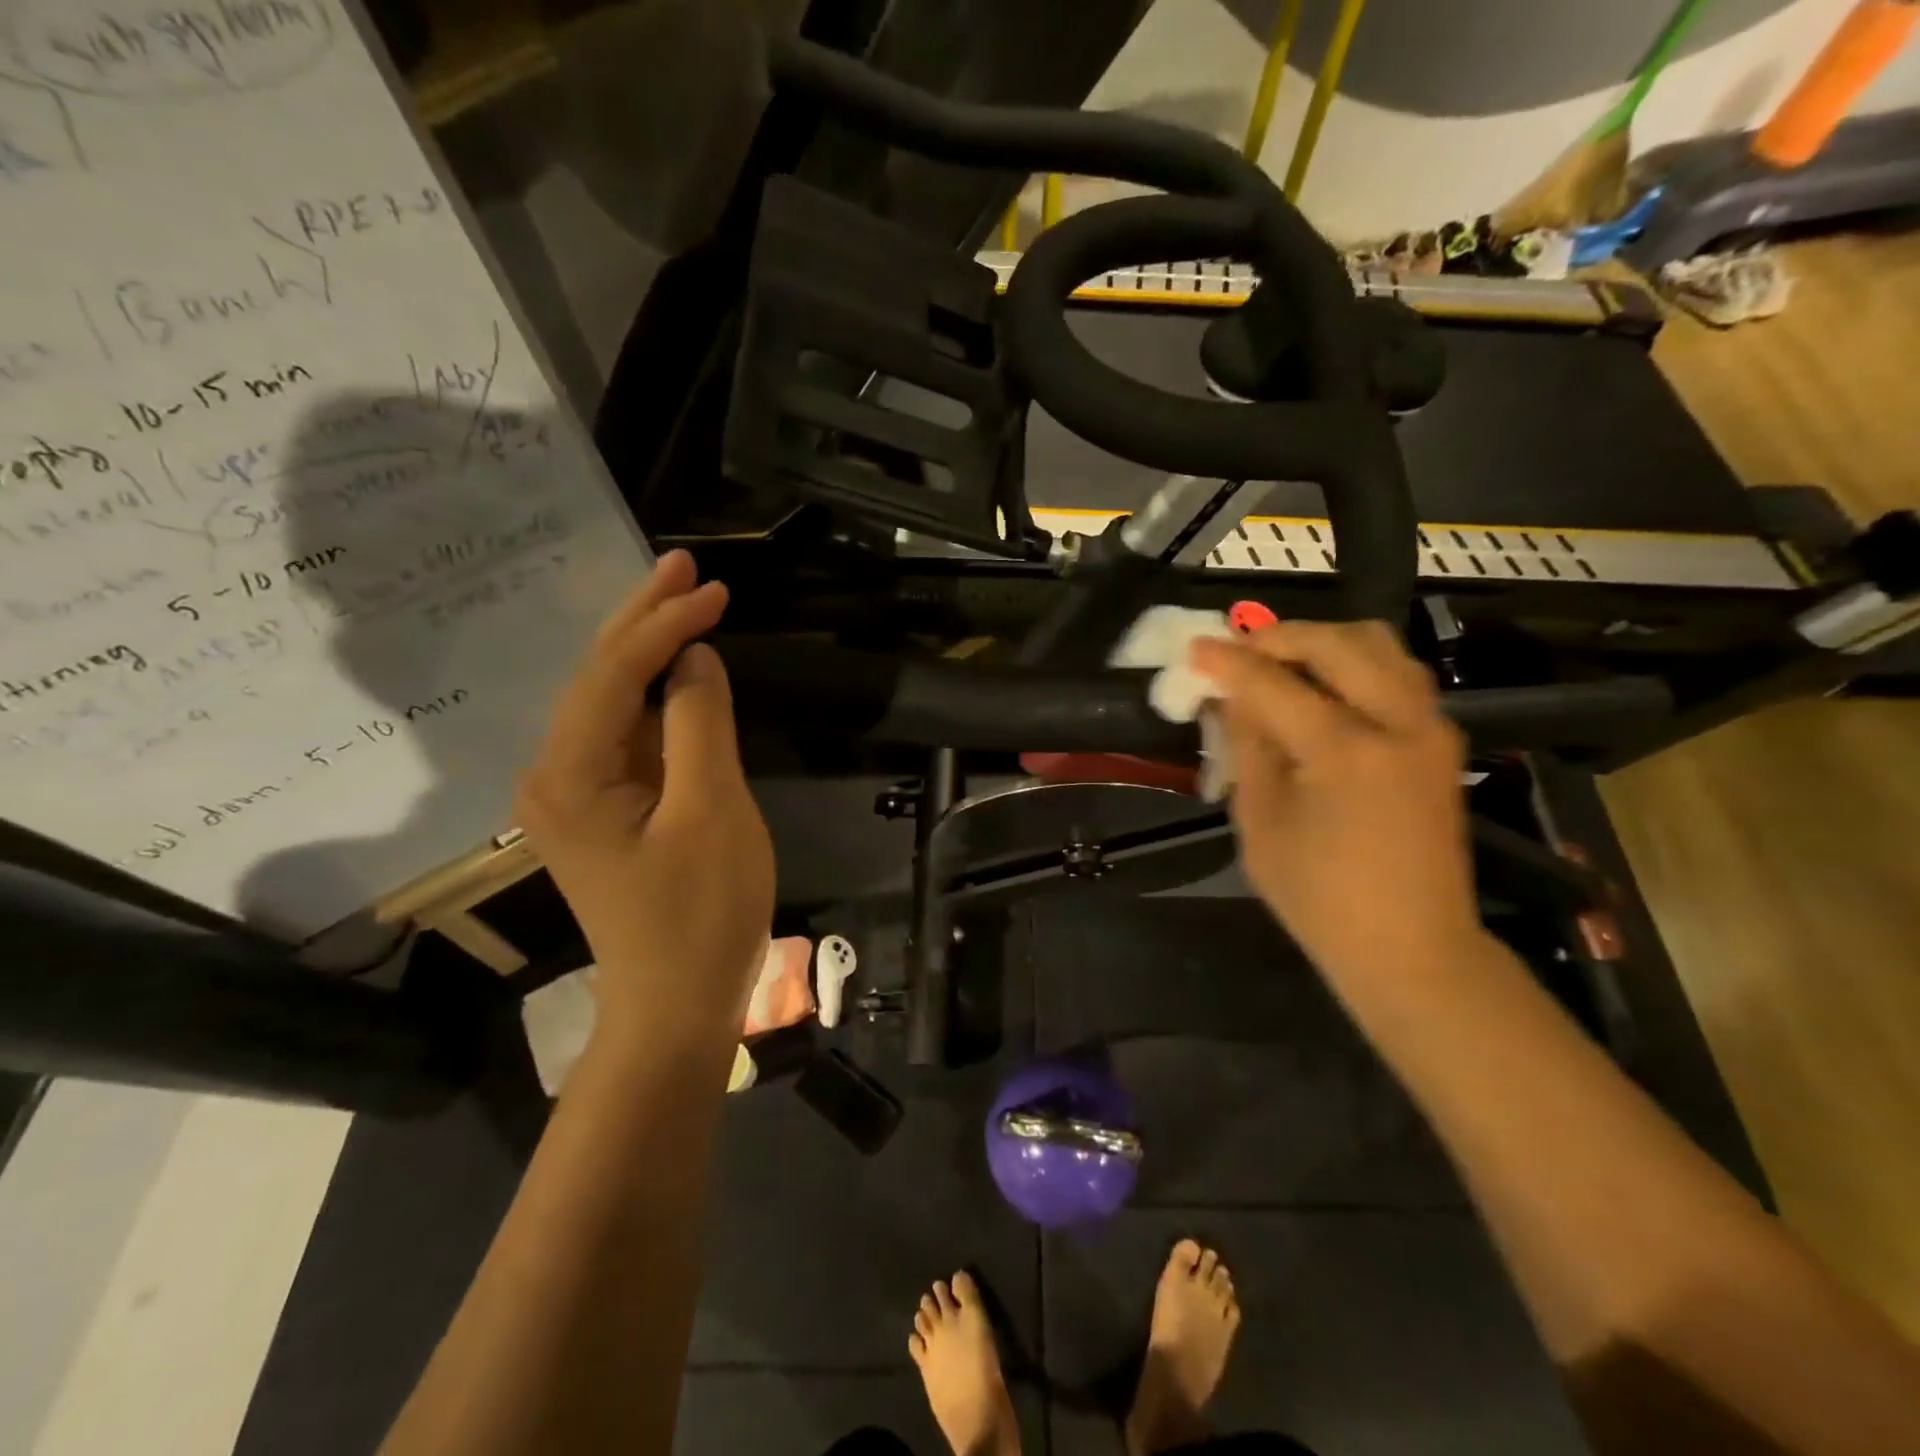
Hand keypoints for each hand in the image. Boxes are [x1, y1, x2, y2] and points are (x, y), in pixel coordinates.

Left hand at [516, 551, 773, 1042]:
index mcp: (569, 774)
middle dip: (644, 618)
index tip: (716, 589)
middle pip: (600, 676)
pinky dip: (656, 694)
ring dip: (649, 649)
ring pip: (612, 701)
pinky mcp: (604, 809)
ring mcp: (577, 794)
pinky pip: (627, 734)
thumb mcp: (712, 812)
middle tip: (684, 564)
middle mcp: (556, 774)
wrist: (676, 1004)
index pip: (614, 673)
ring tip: (683, 598)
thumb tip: (695, 660)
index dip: (664, 625)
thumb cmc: (700, 914)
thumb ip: (701, 725)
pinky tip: (677, 667)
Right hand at [1190, 621, 1481, 987]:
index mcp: (1346, 752)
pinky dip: (1352, 664)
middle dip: (1279, 637)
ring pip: (1378, 646)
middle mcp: (1398, 724)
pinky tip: (1319, 690)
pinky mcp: (1439, 741)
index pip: (1274, 683)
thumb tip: (1230, 696)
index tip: (1194, 648)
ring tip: (1278, 665)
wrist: (1412, 947)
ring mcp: (1429, 729)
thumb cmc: (1319, 897)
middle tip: (1238, 654)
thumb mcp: (1259, 823)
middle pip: (1338, 642)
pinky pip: (1396, 674)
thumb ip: (1247, 747)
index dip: (1227, 662)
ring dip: (1321, 643)